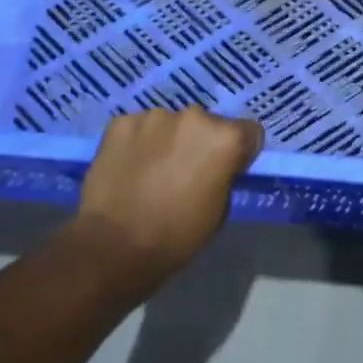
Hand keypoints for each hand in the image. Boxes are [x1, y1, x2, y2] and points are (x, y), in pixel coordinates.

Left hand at [71, 108, 263, 295]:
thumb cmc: (177, 236)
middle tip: (185, 173)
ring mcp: (154, 116)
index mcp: (225, 138)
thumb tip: (213, 168)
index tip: (227, 171)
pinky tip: (129, 169)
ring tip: (152, 172)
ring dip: (168, 141)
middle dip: (200, 143)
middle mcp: (194, 116)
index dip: (240, 152)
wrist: (114, 246)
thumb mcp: (220, 210)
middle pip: (207, 124)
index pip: (248, 131)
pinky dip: (138, 143)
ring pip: (170, 124)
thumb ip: (223, 176)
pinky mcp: (121, 123)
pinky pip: (139, 128)